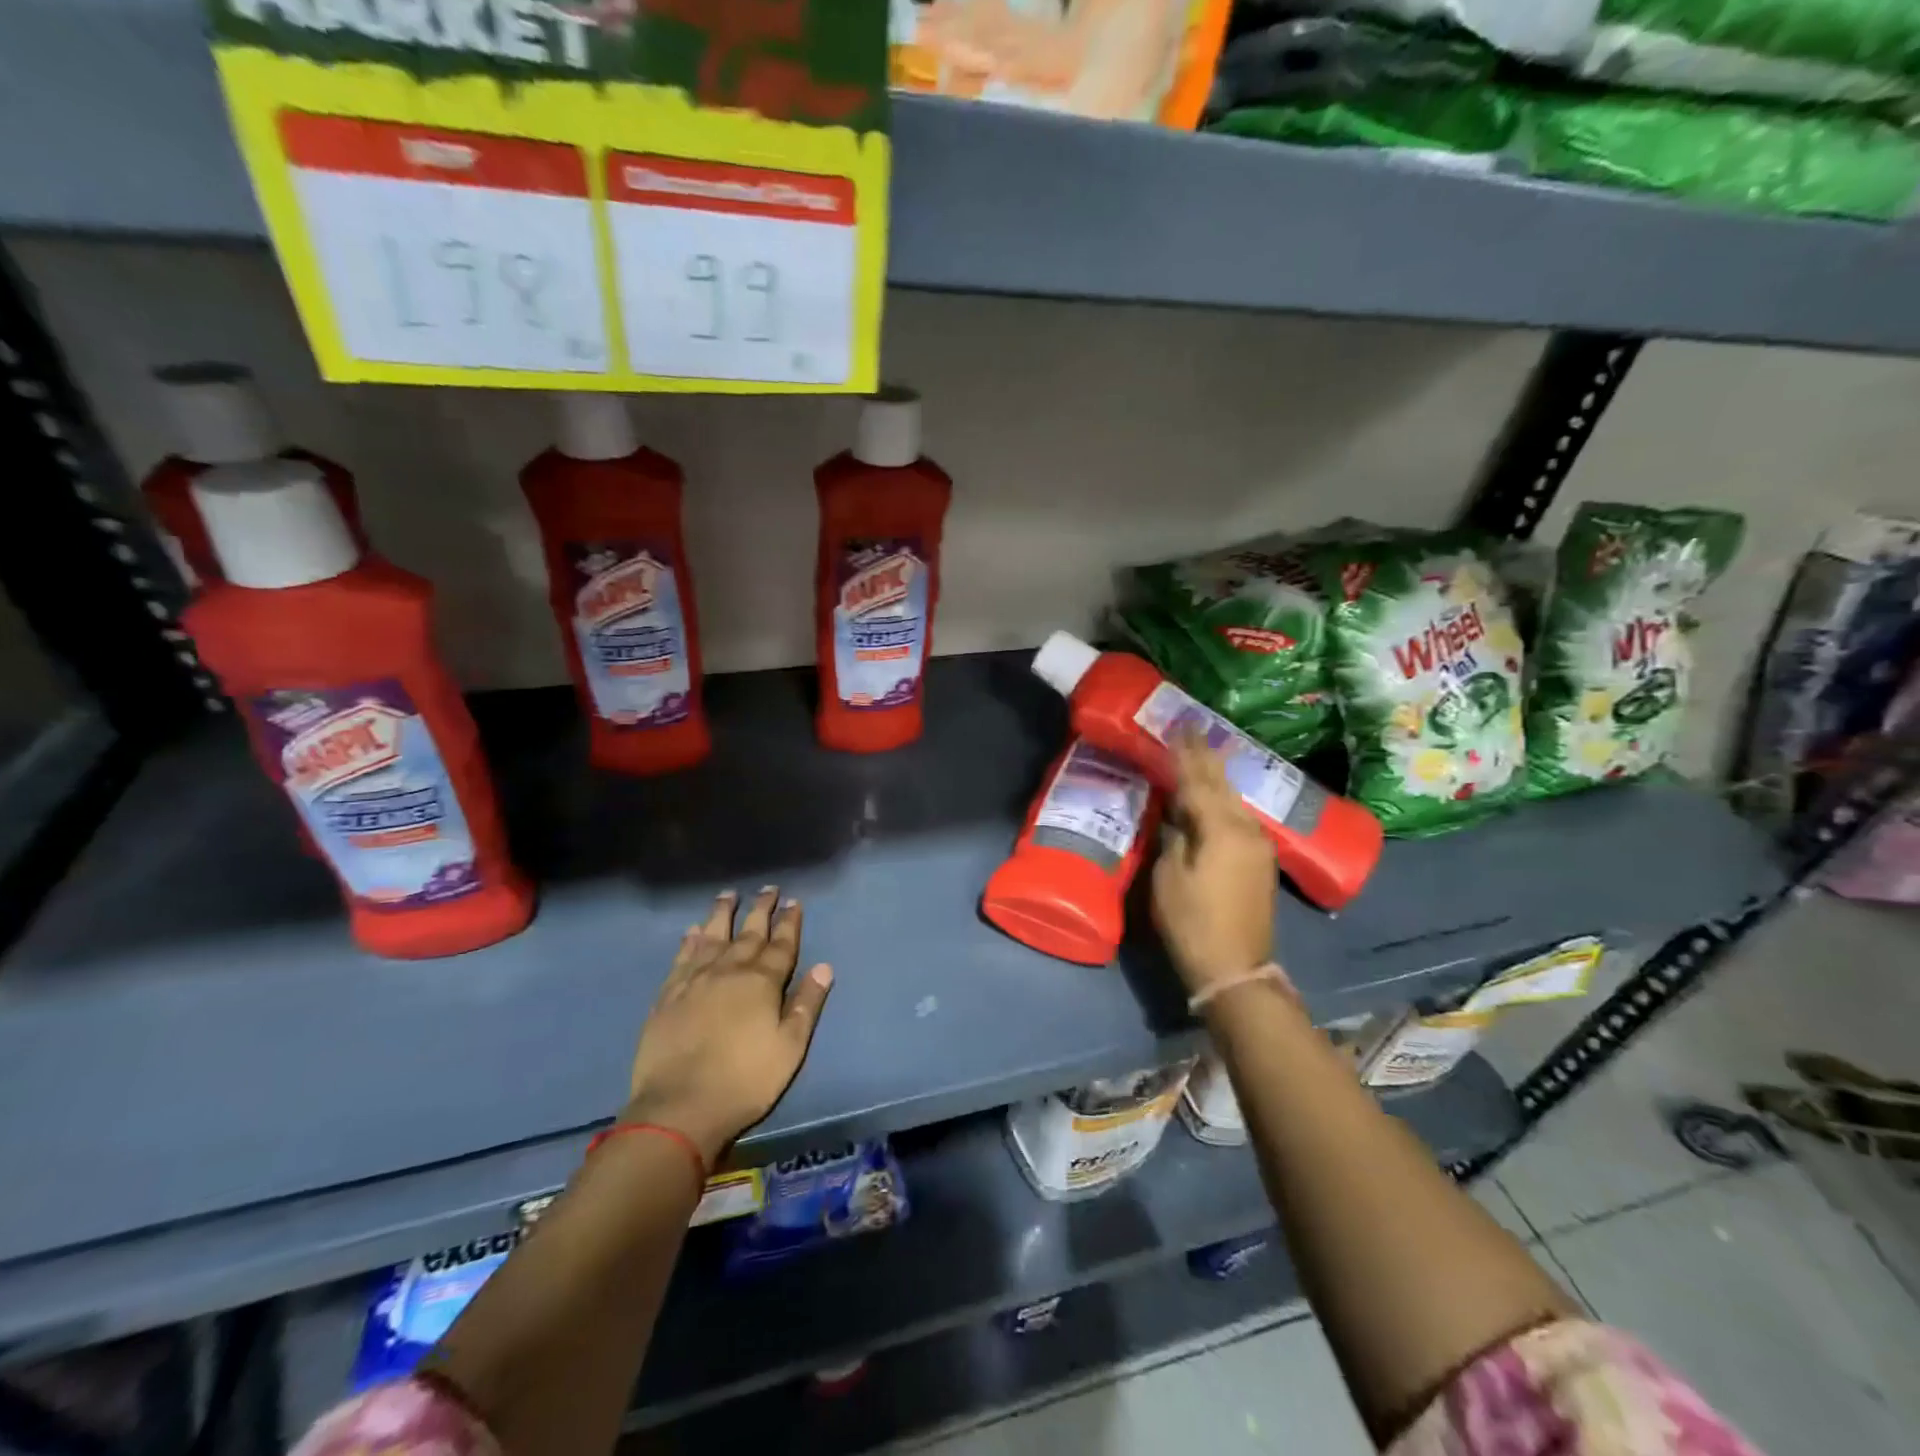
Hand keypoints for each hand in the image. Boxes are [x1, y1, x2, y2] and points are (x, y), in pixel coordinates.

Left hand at [623, 887, 833, 1165]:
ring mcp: (695, 980)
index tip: (794, 902)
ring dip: (723, 914)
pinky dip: (690, 940)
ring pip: (713, 936)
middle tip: (768, 889)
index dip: (789, 922)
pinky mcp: (668, 995)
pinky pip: (682, 958)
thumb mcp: (789, 1048)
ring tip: (729, 894)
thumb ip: (806, 1005)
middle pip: (749, 933)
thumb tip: (824, 967)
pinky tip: (693, 930)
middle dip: (761, 909)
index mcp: (762, 982)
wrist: (679, 1107)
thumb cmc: (745, 1081)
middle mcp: (729, 971)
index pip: (781, 945)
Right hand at [1152, 736, 1278, 997]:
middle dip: (1205, 756)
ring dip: (1216, 776)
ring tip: (1201, 753)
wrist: (1235, 967)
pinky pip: (1238, 816)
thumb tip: (1178, 817)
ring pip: (1233, 799)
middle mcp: (1245, 828)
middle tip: (1192, 728)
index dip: (1185, 753)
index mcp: (1220, 829)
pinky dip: (1223, 800)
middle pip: (1221, 784)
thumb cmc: (1192, 921)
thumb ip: (1174, 838)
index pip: (1198, 780)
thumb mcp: (1168, 877)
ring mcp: (1257, 844)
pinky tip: (1214, 794)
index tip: (1178, 726)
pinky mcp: (1259, 860)